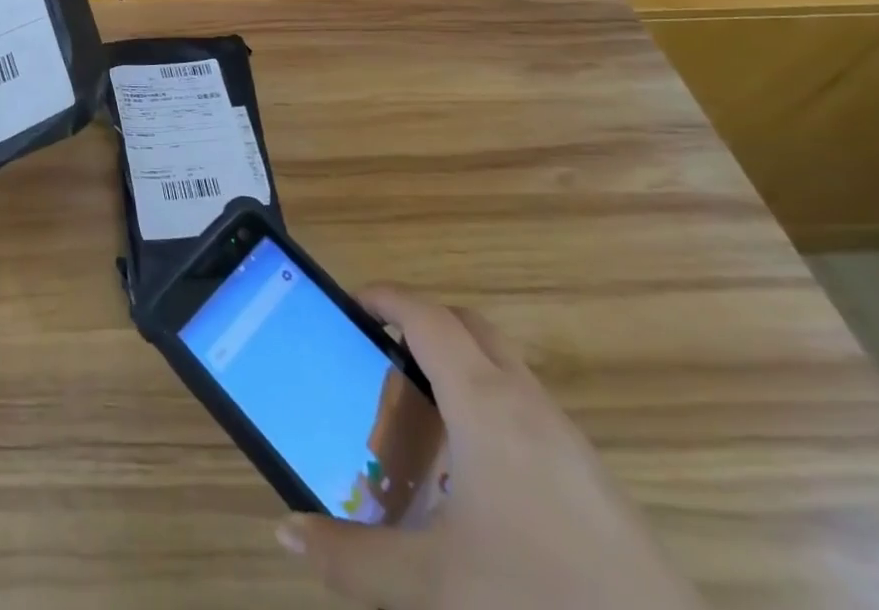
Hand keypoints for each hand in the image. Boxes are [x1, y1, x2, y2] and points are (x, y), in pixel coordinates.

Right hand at [276, 287, 704, 609]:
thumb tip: (287, 533)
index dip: (386, 298)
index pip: (426, 316)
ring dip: (457, 362)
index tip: (350, 304)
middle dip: (421, 322)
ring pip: (501, 365)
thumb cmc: (541, 596)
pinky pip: (526, 405)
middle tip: (380, 353)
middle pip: (467, 326)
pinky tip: (475, 472)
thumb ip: (356, 558)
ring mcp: (565, 436)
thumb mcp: (437, 585)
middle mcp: (524, 401)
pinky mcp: (591, 474)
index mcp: (483, 402)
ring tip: (420, 411)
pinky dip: (489, 403)